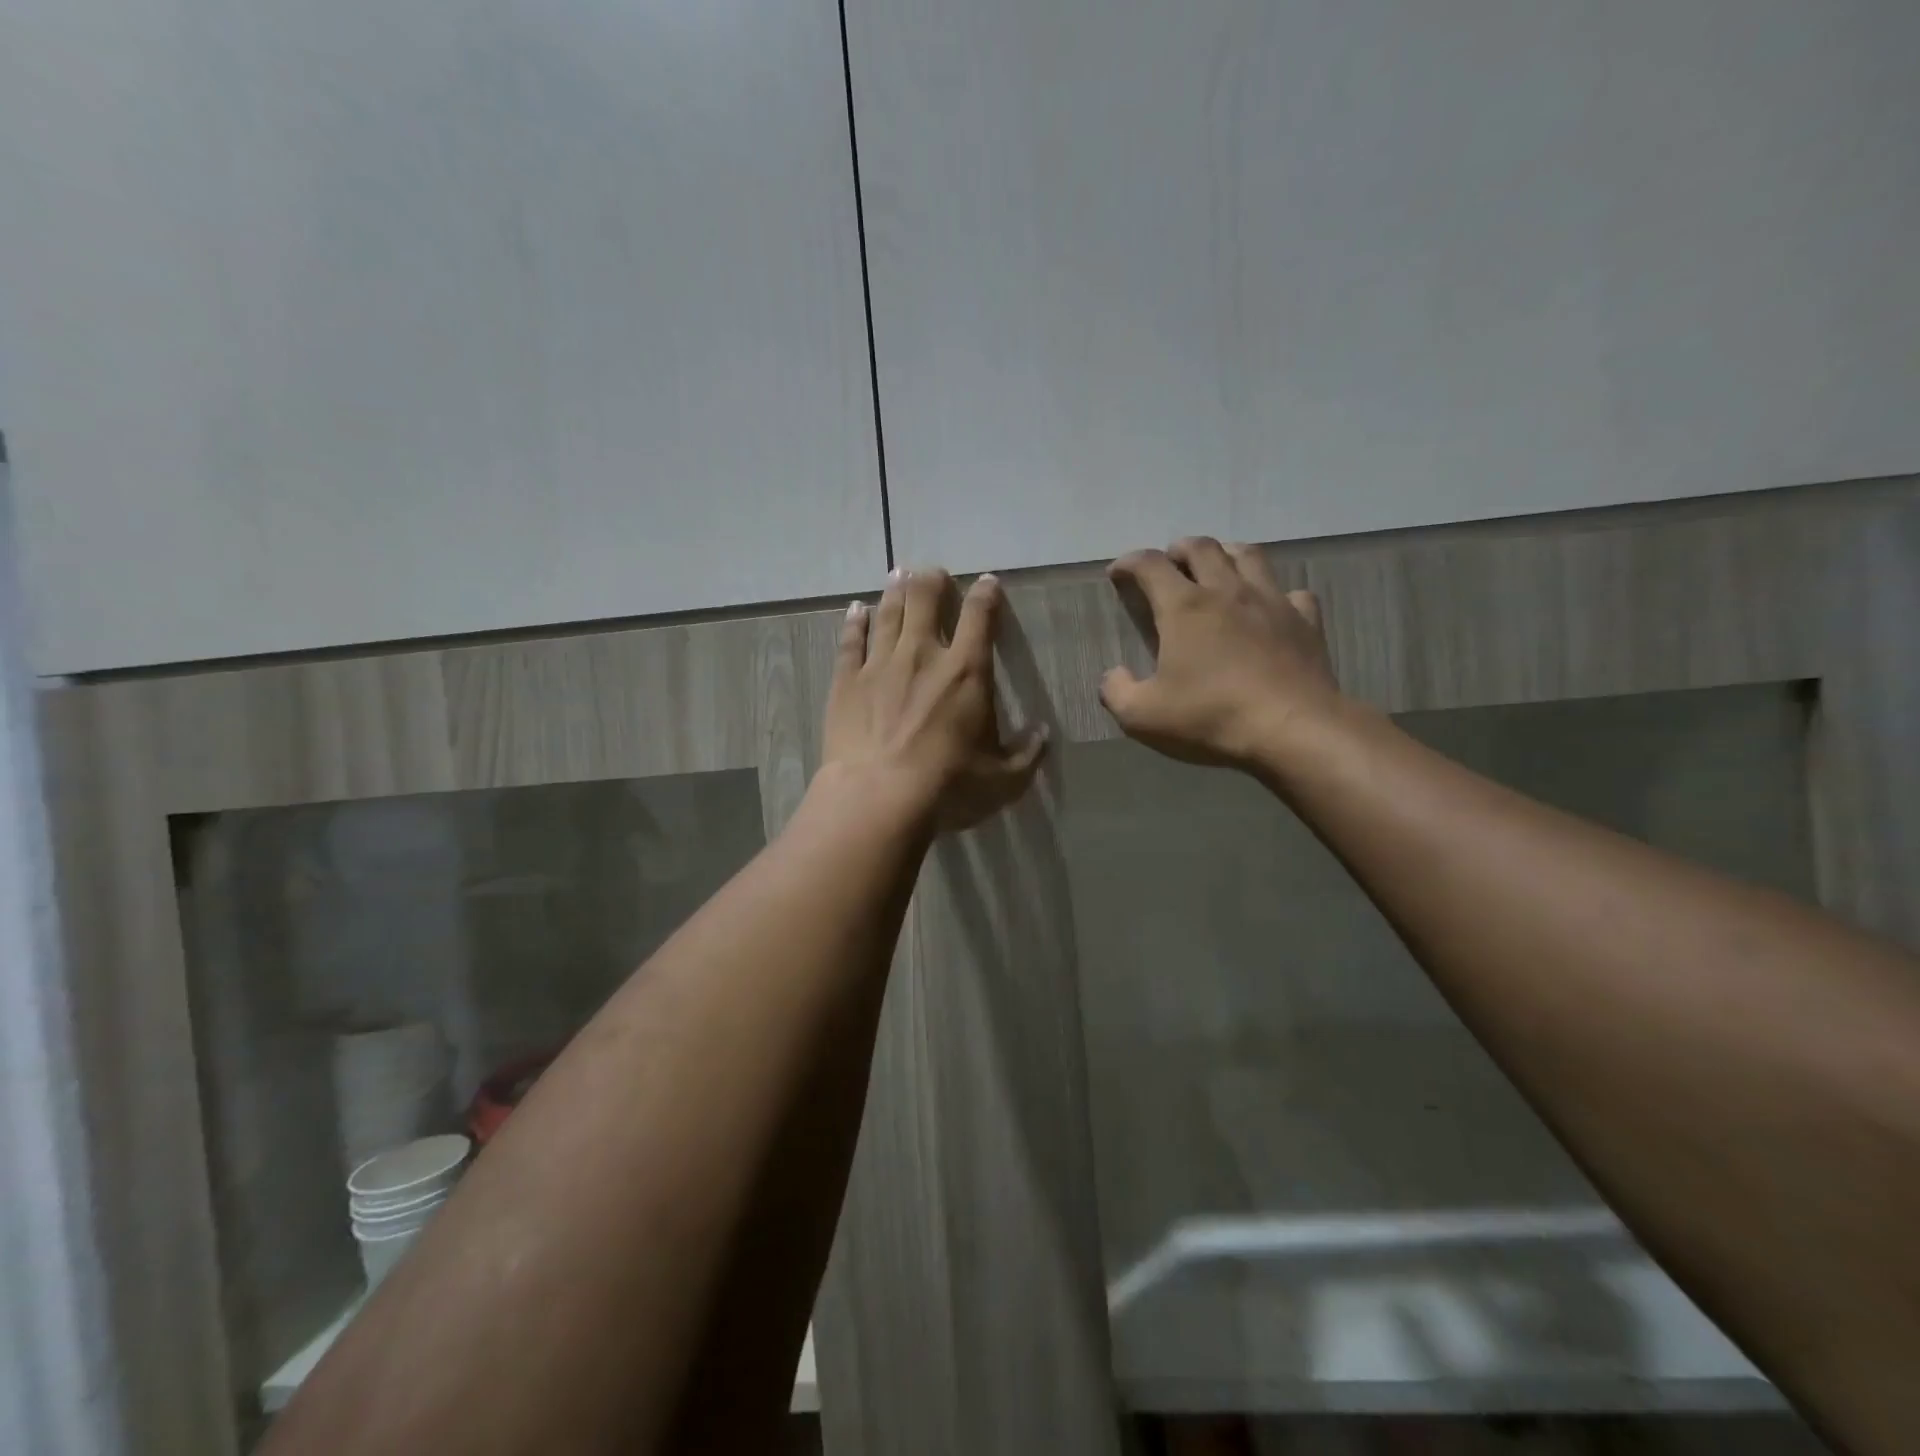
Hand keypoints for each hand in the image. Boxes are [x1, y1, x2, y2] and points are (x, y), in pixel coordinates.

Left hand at [820, 567, 1046, 830]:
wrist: (878, 797)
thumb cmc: (948, 786)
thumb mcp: (1004, 780)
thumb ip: (1028, 754)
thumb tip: (1043, 733)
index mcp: (967, 671)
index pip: (980, 616)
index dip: (986, 594)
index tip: (988, 582)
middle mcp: (923, 654)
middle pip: (926, 598)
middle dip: (932, 580)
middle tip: (934, 574)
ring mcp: (880, 664)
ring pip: (889, 612)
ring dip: (896, 590)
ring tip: (899, 574)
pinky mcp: (847, 680)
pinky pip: (851, 641)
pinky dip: (855, 622)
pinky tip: (856, 609)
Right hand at [1101, 537, 1340, 769]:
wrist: (1293, 730)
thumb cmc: (1210, 717)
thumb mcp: (1142, 716)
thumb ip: (1117, 691)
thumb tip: (1113, 675)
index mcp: (1184, 608)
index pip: (1150, 565)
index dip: (1129, 563)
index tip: (1118, 573)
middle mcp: (1227, 591)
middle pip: (1202, 548)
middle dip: (1179, 550)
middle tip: (1169, 564)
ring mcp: (1272, 602)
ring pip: (1248, 556)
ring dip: (1226, 554)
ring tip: (1217, 568)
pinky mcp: (1305, 622)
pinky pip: (1292, 593)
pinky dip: (1277, 594)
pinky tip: (1271, 609)